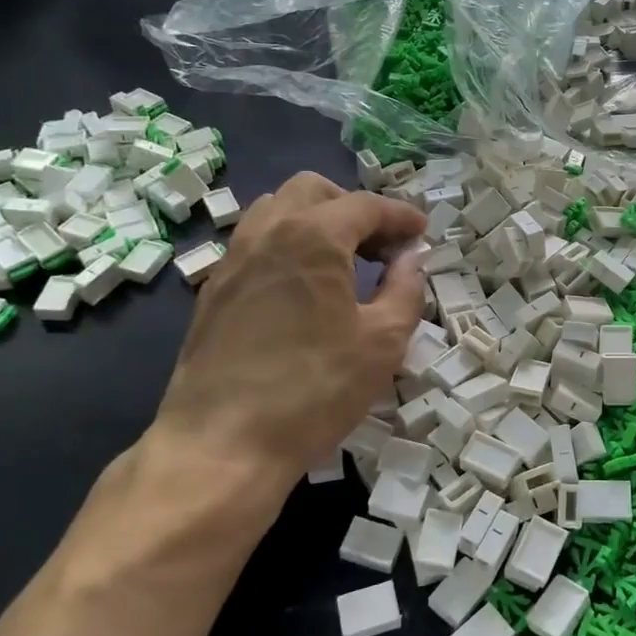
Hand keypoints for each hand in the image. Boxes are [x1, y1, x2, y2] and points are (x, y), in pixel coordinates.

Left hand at [144, 173, 425, 533]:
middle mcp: (267, 232)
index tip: (422, 232)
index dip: (400, 215)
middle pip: (313, 191)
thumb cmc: (315, 390)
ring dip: (315, 221)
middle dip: (353, 208)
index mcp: (313, 236)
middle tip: (381, 246)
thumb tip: (411, 258)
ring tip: (341, 262)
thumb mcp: (383, 342)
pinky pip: (254, 244)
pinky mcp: (213, 290)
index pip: (365, 205)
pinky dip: (286, 246)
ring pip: (276, 210)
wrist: (222, 444)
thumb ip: (405, 288)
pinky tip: (302, 289)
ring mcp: (232, 259)